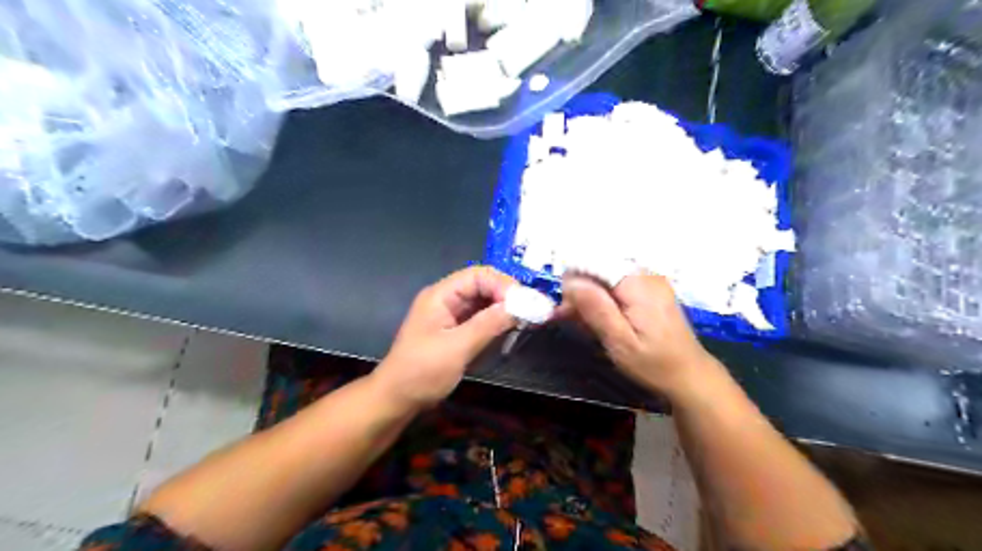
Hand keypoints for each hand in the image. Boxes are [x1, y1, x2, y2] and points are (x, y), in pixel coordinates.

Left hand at [373, 266, 515, 409]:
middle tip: (531, 311)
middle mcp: (447, 299)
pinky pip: (481, 319)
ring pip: (485, 303)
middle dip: (507, 296)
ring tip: (527, 319)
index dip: (503, 284)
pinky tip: (511, 329)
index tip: (525, 302)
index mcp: (441, 295)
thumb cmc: (422, 372)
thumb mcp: (457, 347)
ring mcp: (452, 315)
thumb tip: (521, 305)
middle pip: (483, 286)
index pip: (478, 276)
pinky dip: (497, 322)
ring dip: (505, 309)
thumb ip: (489, 324)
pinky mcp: (457, 331)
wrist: (397, 400)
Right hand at [560, 272, 718, 397]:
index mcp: (636, 284)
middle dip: (580, 291)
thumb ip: (596, 309)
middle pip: (600, 269)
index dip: (573, 280)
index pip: (594, 262)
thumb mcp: (620, 342)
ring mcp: (649, 281)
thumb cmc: (654, 363)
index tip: (562, 305)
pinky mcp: (650, 290)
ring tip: (580, 322)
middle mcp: (644, 274)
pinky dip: (604, 299)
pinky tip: (598, 318)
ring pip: (607, 278)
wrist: (689, 374)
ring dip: (590, 297)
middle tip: (566, 318)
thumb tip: (570, 283)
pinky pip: (618, 285)